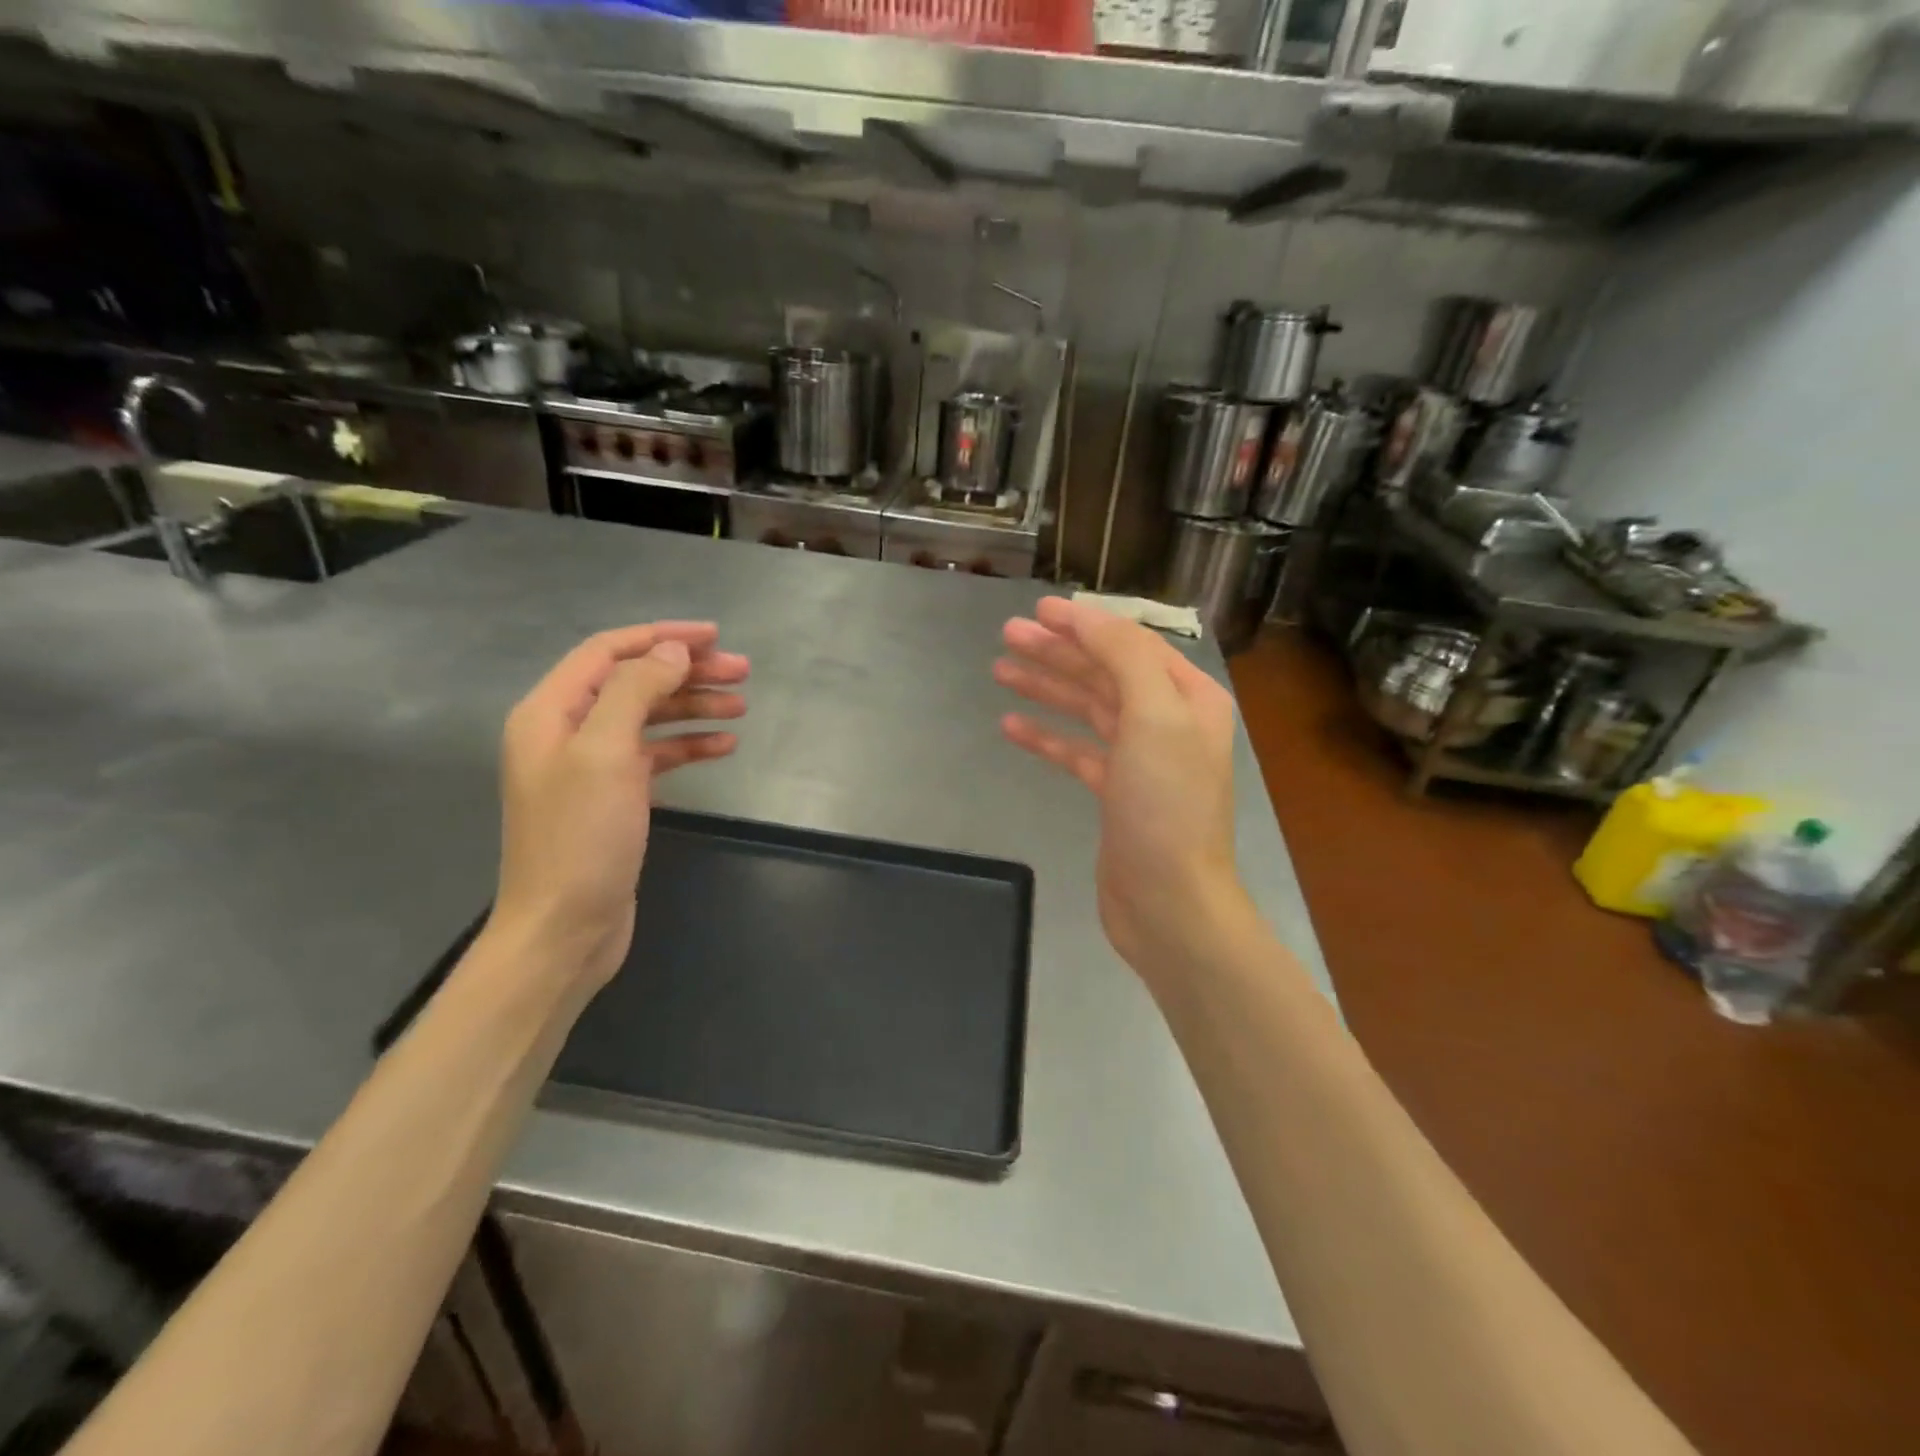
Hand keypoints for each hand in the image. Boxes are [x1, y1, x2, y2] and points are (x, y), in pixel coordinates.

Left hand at [492, 623, 748, 989]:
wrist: (564, 929)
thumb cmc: (580, 838)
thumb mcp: (606, 753)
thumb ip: (637, 692)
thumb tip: (672, 652)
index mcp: (550, 712)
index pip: (609, 652)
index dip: (662, 637)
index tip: (715, 637)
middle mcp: (567, 732)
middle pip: (634, 683)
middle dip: (688, 673)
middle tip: (743, 672)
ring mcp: (591, 767)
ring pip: (649, 718)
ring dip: (694, 707)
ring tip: (742, 707)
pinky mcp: (614, 799)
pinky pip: (656, 756)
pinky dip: (689, 746)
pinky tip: (724, 746)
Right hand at [995, 597, 1248, 983]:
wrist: (1170, 902)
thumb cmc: (1166, 805)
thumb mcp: (1154, 716)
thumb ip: (1124, 657)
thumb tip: (1087, 617)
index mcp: (1188, 698)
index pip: (1131, 644)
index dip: (1084, 624)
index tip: (1038, 610)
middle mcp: (1169, 722)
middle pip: (1105, 673)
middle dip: (1058, 652)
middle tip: (1007, 635)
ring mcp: (1141, 761)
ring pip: (1088, 709)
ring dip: (1047, 687)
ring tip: (1000, 670)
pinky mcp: (1116, 795)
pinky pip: (1077, 752)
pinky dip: (1047, 737)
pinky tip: (1011, 726)